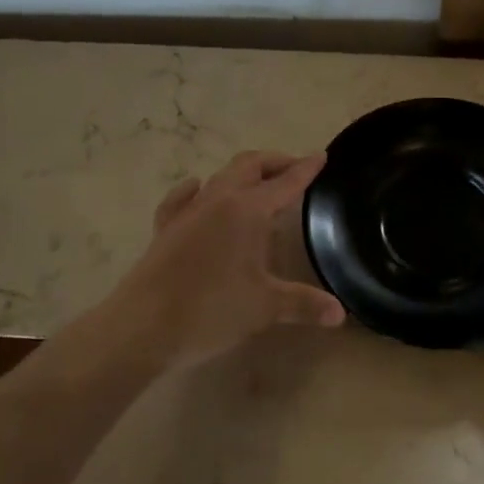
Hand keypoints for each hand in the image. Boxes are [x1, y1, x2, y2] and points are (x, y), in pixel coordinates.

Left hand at [100, 151, 345, 368]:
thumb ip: (304, 304)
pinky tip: (197, 190)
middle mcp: (216, 201)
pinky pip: (183, 198)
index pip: (284, 183)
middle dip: (274, 163)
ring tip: (258, 185)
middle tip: (294, 169)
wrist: (143, 327)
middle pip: (248, 166)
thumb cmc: (211, 310)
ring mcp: (187, 212)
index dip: (305, 170)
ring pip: (219, 177)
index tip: (321, 156)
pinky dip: (197, 190)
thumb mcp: (265, 307)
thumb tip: (340, 313)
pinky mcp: (165, 229)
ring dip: (242, 175)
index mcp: (246, 211)